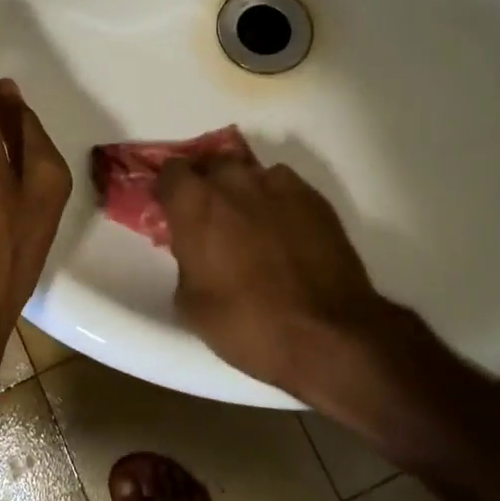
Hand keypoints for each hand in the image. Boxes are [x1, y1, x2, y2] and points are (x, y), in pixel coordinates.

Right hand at [158, 148, 441, 424]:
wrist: (329, 335)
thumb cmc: (247, 324)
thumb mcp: (191, 304)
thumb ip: (185, 261)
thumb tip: (194, 252)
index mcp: (194, 203)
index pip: (171, 171)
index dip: (171, 190)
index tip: (174, 210)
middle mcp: (233, 181)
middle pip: (211, 165)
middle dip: (208, 186)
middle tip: (213, 220)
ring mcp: (277, 184)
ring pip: (250, 175)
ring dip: (244, 193)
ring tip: (253, 226)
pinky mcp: (314, 197)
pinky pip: (284, 188)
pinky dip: (278, 203)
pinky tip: (286, 233)